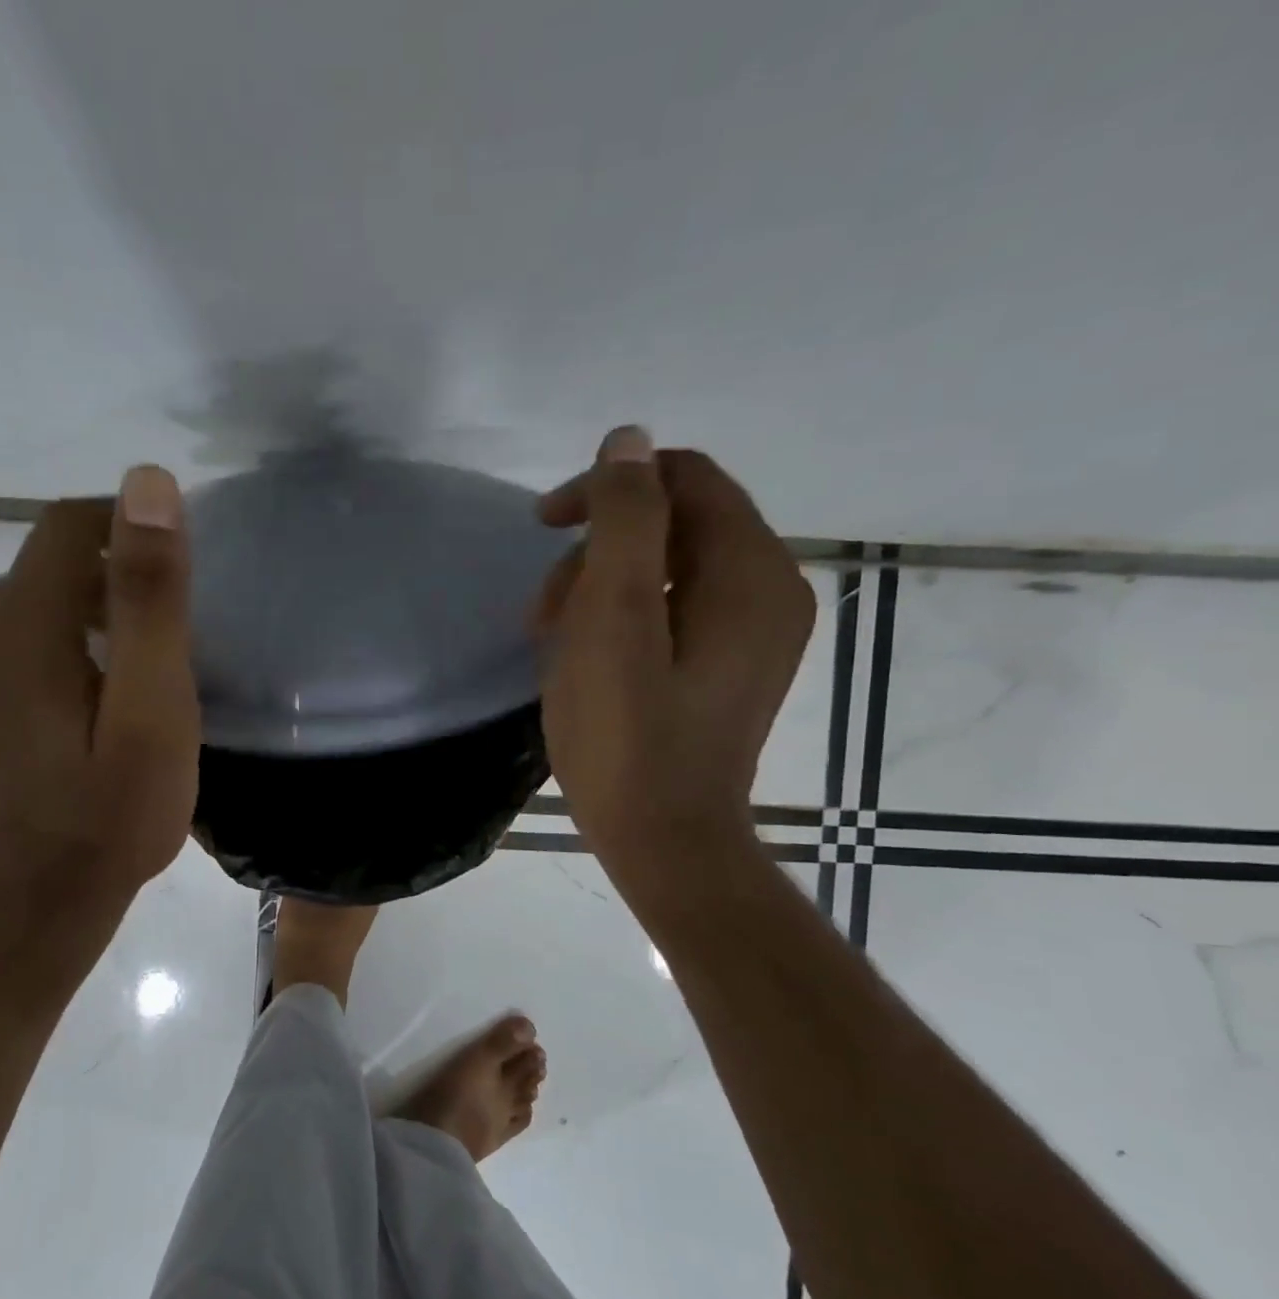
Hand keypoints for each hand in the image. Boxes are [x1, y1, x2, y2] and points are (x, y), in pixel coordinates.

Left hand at [0, 467, 199, 911]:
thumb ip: (148, 599)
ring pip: (13, 590)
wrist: (33, 907)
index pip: (68, 524)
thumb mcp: (153, 711)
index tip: (174, 575)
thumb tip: (147, 484)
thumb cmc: (111, 818)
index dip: (127, 530)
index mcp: (16, 624)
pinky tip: (53, 677)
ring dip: (68, 609)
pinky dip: (25, 631)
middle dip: (105, 584)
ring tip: (113, 668)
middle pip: (42, 561)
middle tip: (155, 650)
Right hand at [532, 426, 814, 893]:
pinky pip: (673, 608)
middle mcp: (769, 590)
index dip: (607, 489)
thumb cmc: (628, 737)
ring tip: (552, 639)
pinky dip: (623, 617)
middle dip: (596, 550)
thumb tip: (629, 440)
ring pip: (667, 567)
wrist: (665, 843)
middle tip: (543, 611)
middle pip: (673, 522)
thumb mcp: (613, 620)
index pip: (682, 478)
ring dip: (600, 587)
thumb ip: (625, 522)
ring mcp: (752, 633)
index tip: (543, 527)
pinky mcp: (728, 665)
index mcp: (751, 571)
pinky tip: (586, 657)